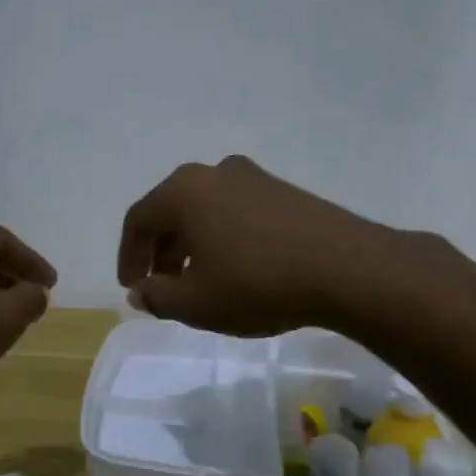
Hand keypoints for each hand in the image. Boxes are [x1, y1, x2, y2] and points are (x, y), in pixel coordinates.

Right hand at [117, 156, 389, 336]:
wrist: (347, 268)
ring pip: (204, 212)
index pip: (138, 220)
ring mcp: (253, 177)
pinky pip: (234, 212)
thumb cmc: (257, 283)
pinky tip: (234, 270)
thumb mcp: (196, 303)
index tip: (132, 288)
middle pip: (171, 212)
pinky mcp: (283, 190)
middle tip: (162, 288)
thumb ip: (157, 296)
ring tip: (197, 283)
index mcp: (184, 191)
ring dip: (191, 246)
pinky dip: (221, 239)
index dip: (128, 257)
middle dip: (160, 253)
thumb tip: (140, 291)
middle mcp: (214, 173)